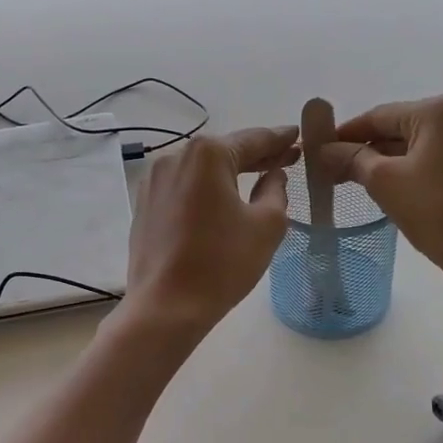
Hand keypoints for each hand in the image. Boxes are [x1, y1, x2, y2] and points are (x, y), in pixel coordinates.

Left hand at [123, 127, 299, 338]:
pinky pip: (184, 188)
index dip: (280, 139)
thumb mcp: (267, 225)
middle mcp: (175, 157)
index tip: (298, 136)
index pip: (254, 139)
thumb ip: (277, 190)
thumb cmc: (222, 264)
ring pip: (202, 170)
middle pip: (226, 151)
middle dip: (257, 156)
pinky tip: (221, 201)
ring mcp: (154, 181)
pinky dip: (206, 190)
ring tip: (257, 179)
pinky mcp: (144, 204)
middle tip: (287, 159)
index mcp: (208, 155)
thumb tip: (274, 175)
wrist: (165, 307)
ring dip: (230, 173)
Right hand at [317, 96, 442, 283]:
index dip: (345, 134)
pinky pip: (438, 158)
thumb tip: (324, 150)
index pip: (379, 116)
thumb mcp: (384, 182)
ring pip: (419, 144)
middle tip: (334, 172)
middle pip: (400, 127)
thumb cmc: (436, 212)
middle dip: (367, 149)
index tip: (318, 152)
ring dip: (388, 160)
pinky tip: (395, 188)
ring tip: (359, 183)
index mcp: (439, 110)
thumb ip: (351, 159)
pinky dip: (413, 168)